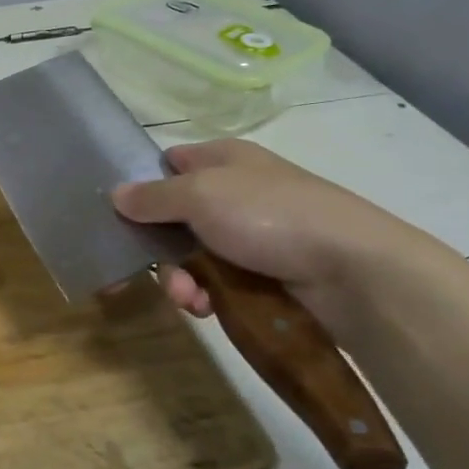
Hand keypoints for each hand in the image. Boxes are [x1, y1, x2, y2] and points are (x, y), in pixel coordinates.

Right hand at [111, 140, 441, 328]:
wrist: (352, 268)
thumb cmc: (269, 215)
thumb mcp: (200, 195)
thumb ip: (153, 196)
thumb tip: (116, 194)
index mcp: (222, 159)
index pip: (168, 164)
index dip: (142, 185)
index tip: (118, 215)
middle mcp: (235, 191)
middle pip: (173, 218)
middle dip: (158, 249)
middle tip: (151, 271)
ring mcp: (252, 233)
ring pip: (193, 256)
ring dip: (180, 279)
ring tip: (189, 299)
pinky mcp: (266, 272)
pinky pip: (219, 282)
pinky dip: (206, 296)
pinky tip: (207, 309)